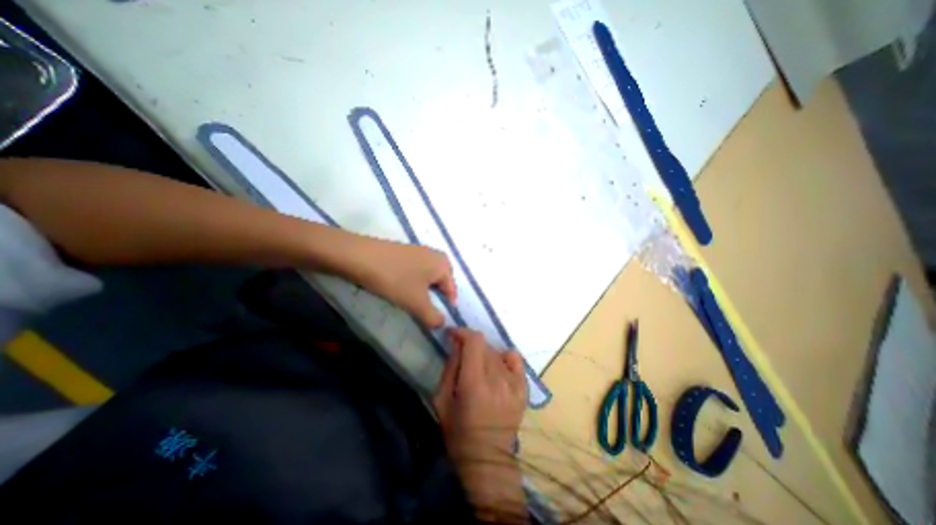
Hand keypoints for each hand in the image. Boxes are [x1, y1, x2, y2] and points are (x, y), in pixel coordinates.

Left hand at [349, 239, 454, 327]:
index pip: (451, 291)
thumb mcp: (416, 302)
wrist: (359, 256)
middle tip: (419, 311)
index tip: (433, 320)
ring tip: (408, 302)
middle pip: (440, 285)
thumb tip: (442, 324)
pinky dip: (410, 283)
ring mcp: (419, 251)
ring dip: (420, 293)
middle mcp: (435, 254)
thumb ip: (433, 317)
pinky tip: (399, 289)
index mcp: (444, 264)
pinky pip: (414, 272)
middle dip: (432, 300)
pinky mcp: (404, 252)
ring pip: (426, 279)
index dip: (445, 308)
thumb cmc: (394, 278)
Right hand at [436, 327, 529, 520]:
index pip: (474, 341)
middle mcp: (498, 379)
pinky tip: (497, 369)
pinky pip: (515, 359)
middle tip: (462, 356)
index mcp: (475, 383)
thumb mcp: (442, 400)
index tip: (453, 335)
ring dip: (484, 354)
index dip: (463, 332)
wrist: (488, 461)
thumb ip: (450, 367)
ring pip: (497, 352)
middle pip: (485, 345)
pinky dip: (504, 358)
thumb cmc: (459, 433)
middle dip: (470, 345)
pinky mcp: (524, 389)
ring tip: (478, 368)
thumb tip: (456, 342)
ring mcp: (514, 383)